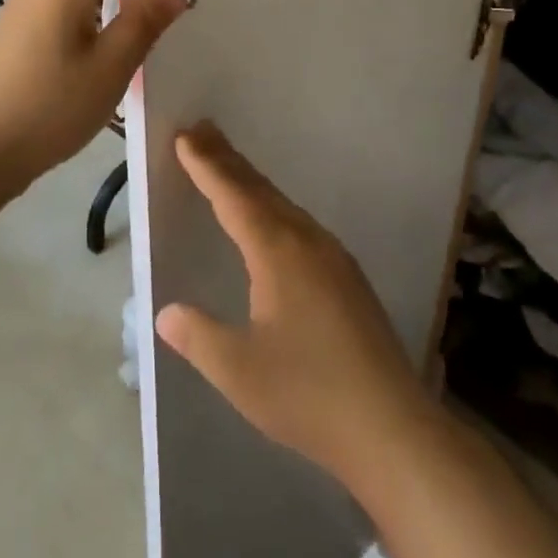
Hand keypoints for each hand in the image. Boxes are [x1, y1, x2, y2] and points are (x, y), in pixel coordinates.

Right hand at [156, 123, 437, 486]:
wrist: (392, 427)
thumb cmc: (308, 394)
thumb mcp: (239, 371)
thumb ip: (199, 336)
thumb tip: (165, 313)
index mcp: (277, 251)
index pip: (233, 196)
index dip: (206, 166)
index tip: (185, 135)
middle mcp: (306, 240)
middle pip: (259, 189)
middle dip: (227, 160)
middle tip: (201, 130)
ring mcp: (332, 256)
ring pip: (282, 204)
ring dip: (250, 182)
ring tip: (227, 166)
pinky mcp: (347, 276)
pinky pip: (299, 223)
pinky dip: (272, 206)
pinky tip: (272, 221)